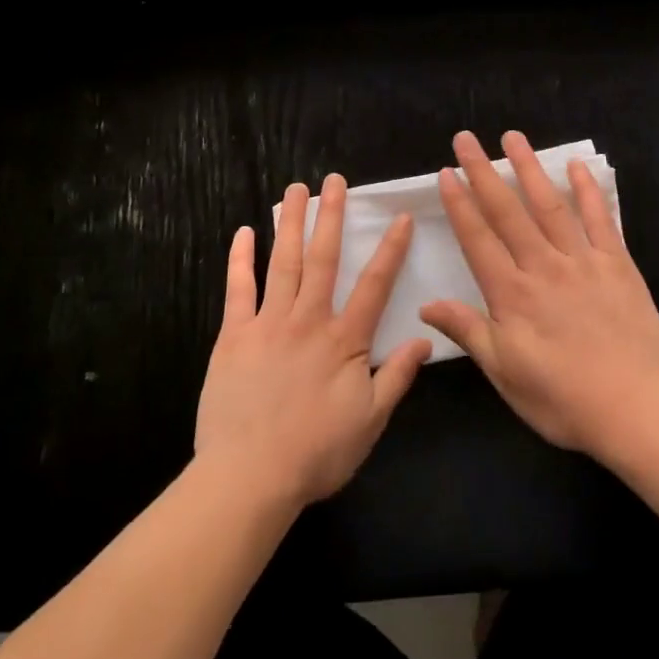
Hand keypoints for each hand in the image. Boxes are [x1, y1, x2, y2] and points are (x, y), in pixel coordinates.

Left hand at [195, 175, 431, 508]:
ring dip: (290, 223)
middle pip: (323, 258)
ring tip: (295, 190)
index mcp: (344, 339)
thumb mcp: (370, 422)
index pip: (374, 284)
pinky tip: (243, 232)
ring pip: (282, 262)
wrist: (248, 478)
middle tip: (333, 180)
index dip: (390, 249)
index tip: (399, 217)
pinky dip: (240, 259)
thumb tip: (425, 338)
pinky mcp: (233, 335)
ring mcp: (268, 323)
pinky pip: (238, 289)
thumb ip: (397, 376)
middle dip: (330, 216)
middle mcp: (308, 319)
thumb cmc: (315, 453)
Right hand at [421, 130, 658, 456]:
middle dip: (483, 172)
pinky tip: (576, 166)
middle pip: (507, 211)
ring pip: (549, 205)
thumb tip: (426, 305)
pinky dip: (587, 191)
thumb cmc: (562, 398)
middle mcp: (542, 266)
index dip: (460, 204)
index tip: (446, 172)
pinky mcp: (616, 264)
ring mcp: (581, 261)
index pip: (477, 238)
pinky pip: (599, 219)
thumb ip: (468, 331)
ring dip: (529, 168)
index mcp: (511, 293)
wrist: (635, 408)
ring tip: (513, 137)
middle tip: (467, 138)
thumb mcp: (505, 373)